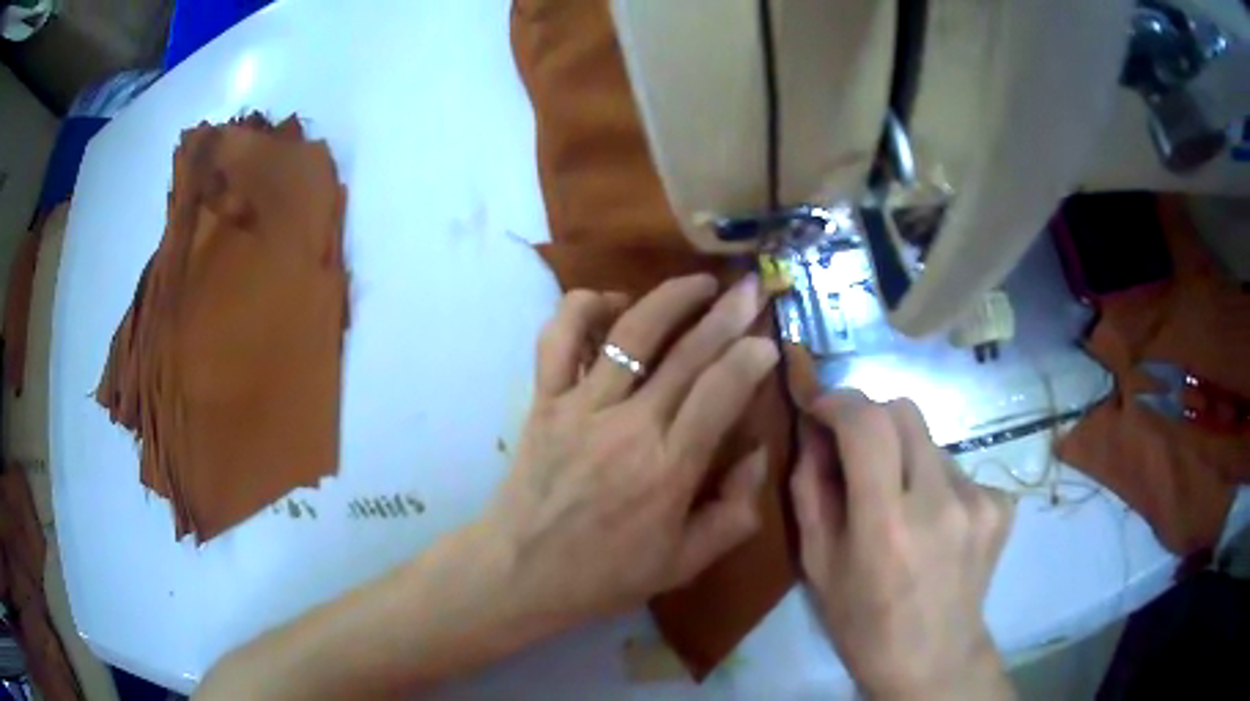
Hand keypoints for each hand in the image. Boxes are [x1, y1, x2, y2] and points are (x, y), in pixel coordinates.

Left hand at [483, 273, 778, 633]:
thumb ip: (735, 511)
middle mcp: (628, 426)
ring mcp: (579, 406)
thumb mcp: (685, 562)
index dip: (751, 357)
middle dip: (727, 312)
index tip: (768, 340)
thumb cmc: (605, 574)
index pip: (721, 392)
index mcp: (668, 469)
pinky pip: (559, 338)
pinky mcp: (544, 400)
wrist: (521, 571)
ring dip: (669, 297)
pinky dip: (585, 307)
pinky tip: (614, 302)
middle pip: (687, 353)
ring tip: (699, 283)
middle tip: (750, 289)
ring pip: (630, 333)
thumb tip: (758, 453)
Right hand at [791, 390, 1015, 700]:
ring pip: (932, 441)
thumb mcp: (818, 565)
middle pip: (905, 411)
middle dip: (872, 419)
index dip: (839, 402)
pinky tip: (935, 523)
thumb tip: (813, 429)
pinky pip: (960, 468)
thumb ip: (811, 489)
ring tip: (902, 506)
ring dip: (907, 458)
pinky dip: (938, 482)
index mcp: (887, 524)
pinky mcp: (1002, 504)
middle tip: (857, 453)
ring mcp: (979, 500)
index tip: (820, 407)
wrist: (934, 660)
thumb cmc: (864, 624)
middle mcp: (941, 501)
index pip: (867, 423)